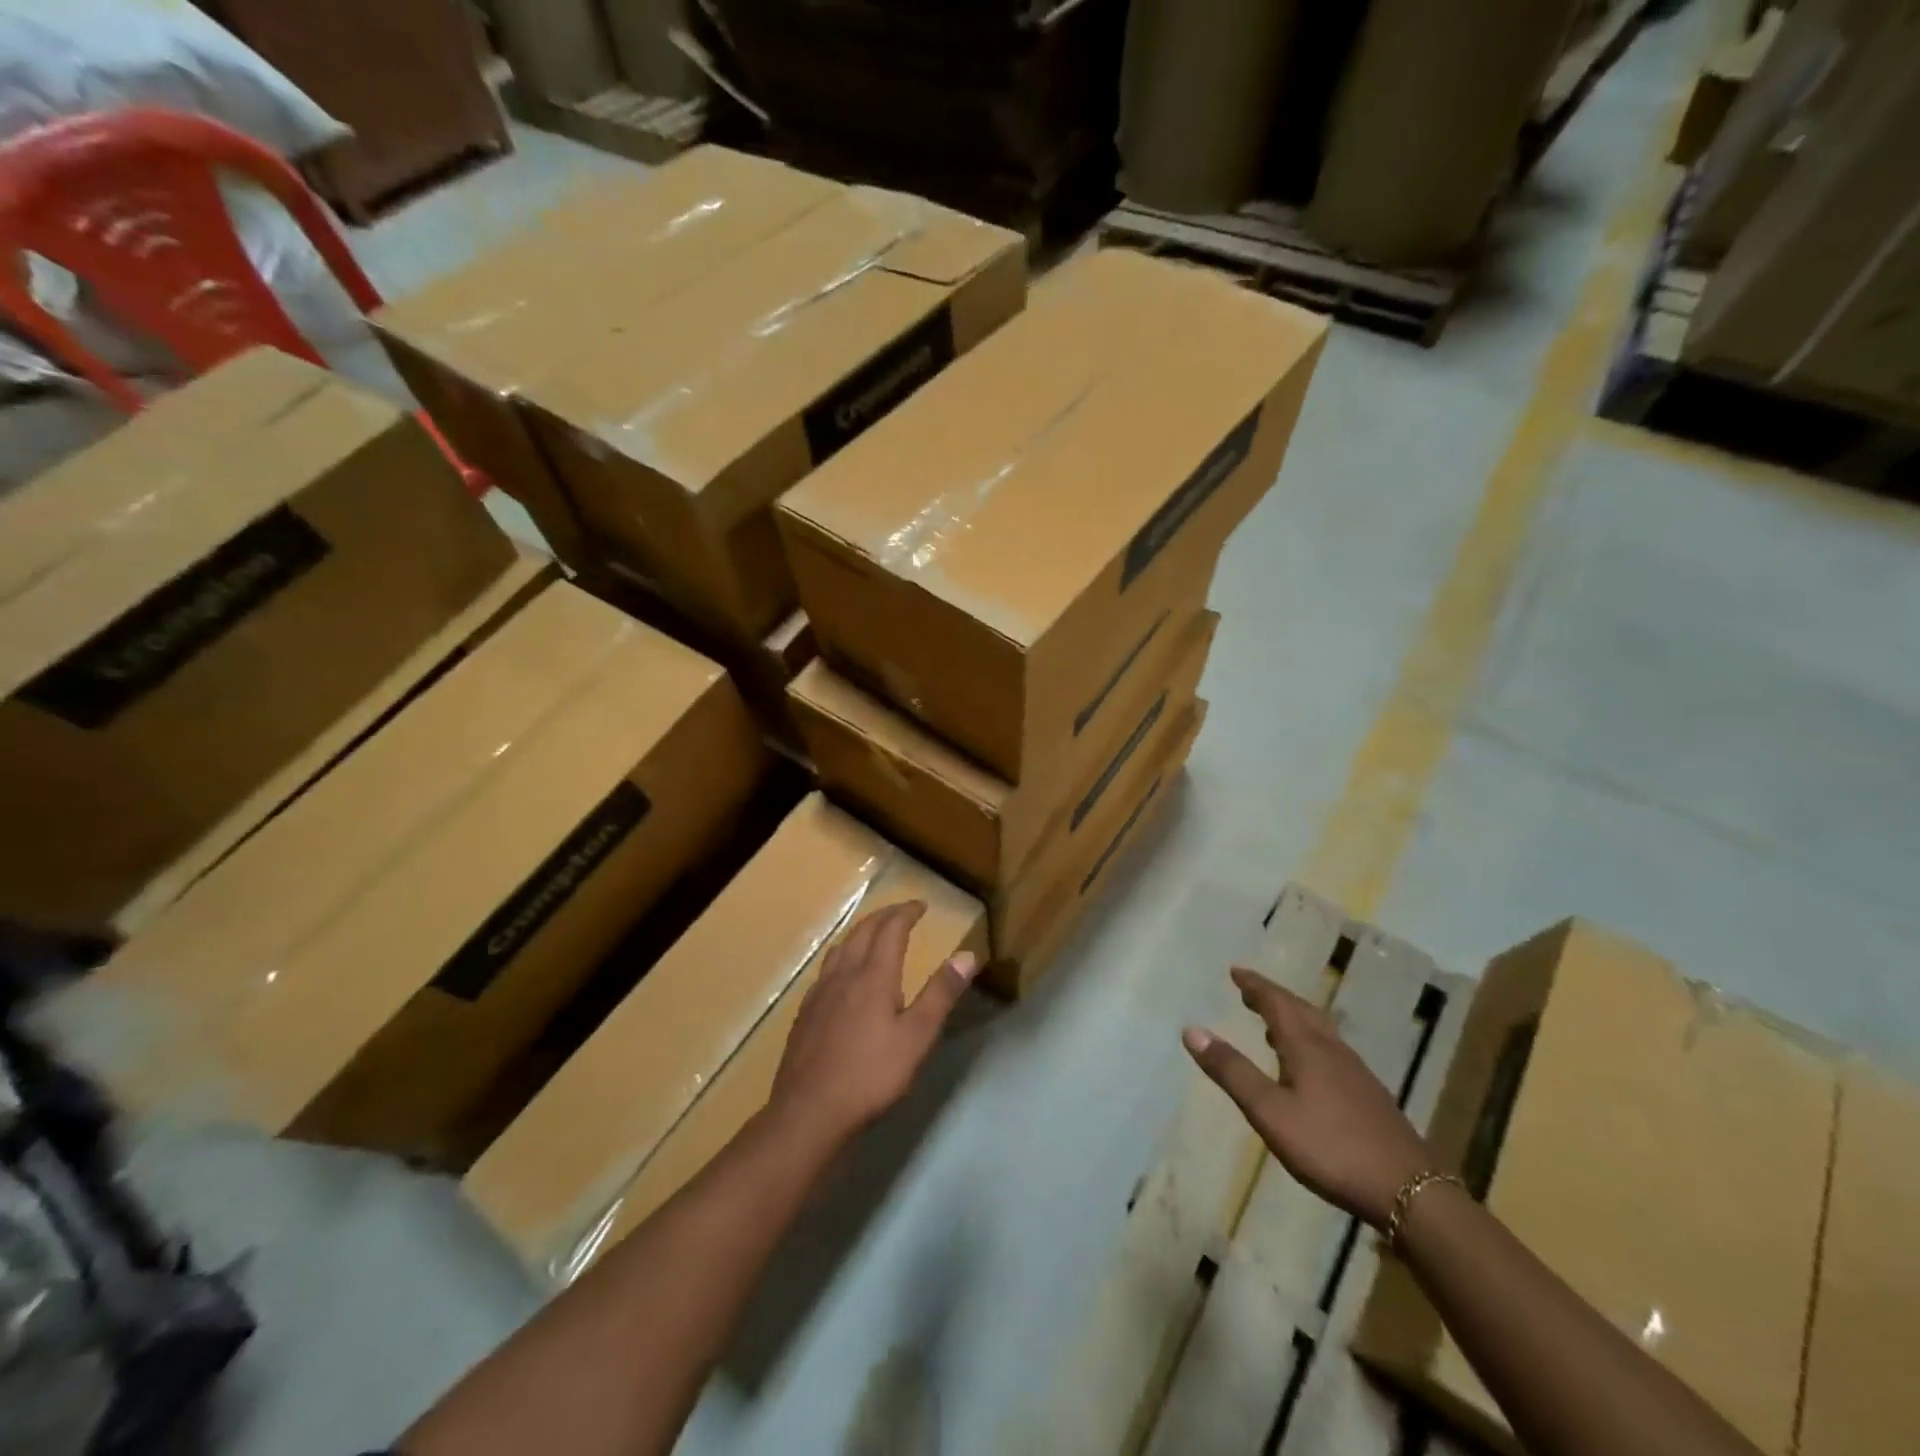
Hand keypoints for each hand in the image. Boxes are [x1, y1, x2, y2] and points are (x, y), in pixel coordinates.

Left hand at [770, 901, 978, 1148]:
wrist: (808, 1111)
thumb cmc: (870, 1075)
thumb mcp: (916, 1037)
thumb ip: (940, 994)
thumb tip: (967, 955)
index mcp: (873, 975)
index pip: (890, 929)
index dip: (906, 912)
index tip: (921, 905)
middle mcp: (844, 974)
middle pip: (862, 931)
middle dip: (884, 916)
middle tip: (902, 913)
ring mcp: (820, 992)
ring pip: (841, 947)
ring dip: (861, 931)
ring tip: (873, 933)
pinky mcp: (806, 1012)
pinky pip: (827, 968)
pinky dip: (843, 955)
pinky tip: (843, 975)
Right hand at [1184, 968, 1434, 1228]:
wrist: (1410, 1191)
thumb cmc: (1331, 1148)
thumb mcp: (1270, 1112)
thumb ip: (1232, 1071)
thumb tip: (1192, 1030)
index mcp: (1307, 1047)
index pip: (1276, 1003)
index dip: (1254, 985)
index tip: (1236, 971)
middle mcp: (1332, 1050)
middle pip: (1300, 1011)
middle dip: (1272, 997)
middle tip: (1249, 990)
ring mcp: (1356, 1073)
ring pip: (1320, 1030)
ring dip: (1292, 1018)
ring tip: (1272, 1024)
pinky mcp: (1369, 1096)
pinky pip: (1331, 1051)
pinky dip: (1310, 1042)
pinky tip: (1308, 1067)